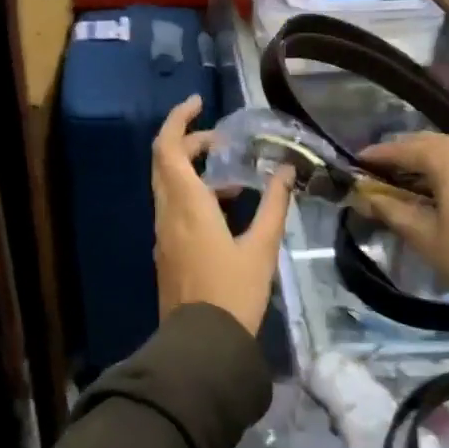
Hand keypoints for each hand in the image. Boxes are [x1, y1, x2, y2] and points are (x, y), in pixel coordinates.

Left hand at [152, 96, 292, 335]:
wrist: (202, 344)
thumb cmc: (234, 292)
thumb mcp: (262, 247)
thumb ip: (274, 205)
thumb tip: (286, 171)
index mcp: (187, 205)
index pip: (167, 148)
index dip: (178, 120)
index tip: (199, 103)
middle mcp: (167, 214)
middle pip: (165, 162)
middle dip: (190, 143)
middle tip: (223, 142)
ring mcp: (163, 235)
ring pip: (169, 186)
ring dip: (194, 171)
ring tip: (235, 177)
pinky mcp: (166, 252)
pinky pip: (174, 209)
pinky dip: (194, 196)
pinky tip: (227, 211)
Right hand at [351, 132, 448, 321]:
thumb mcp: (424, 236)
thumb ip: (391, 209)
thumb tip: (364, 196)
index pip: (406, 148)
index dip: (379, 154)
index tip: (357, 162)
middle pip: (434, 144)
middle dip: (406, 154)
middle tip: (382, 170)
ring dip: (434, 164)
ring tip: (413, 183)